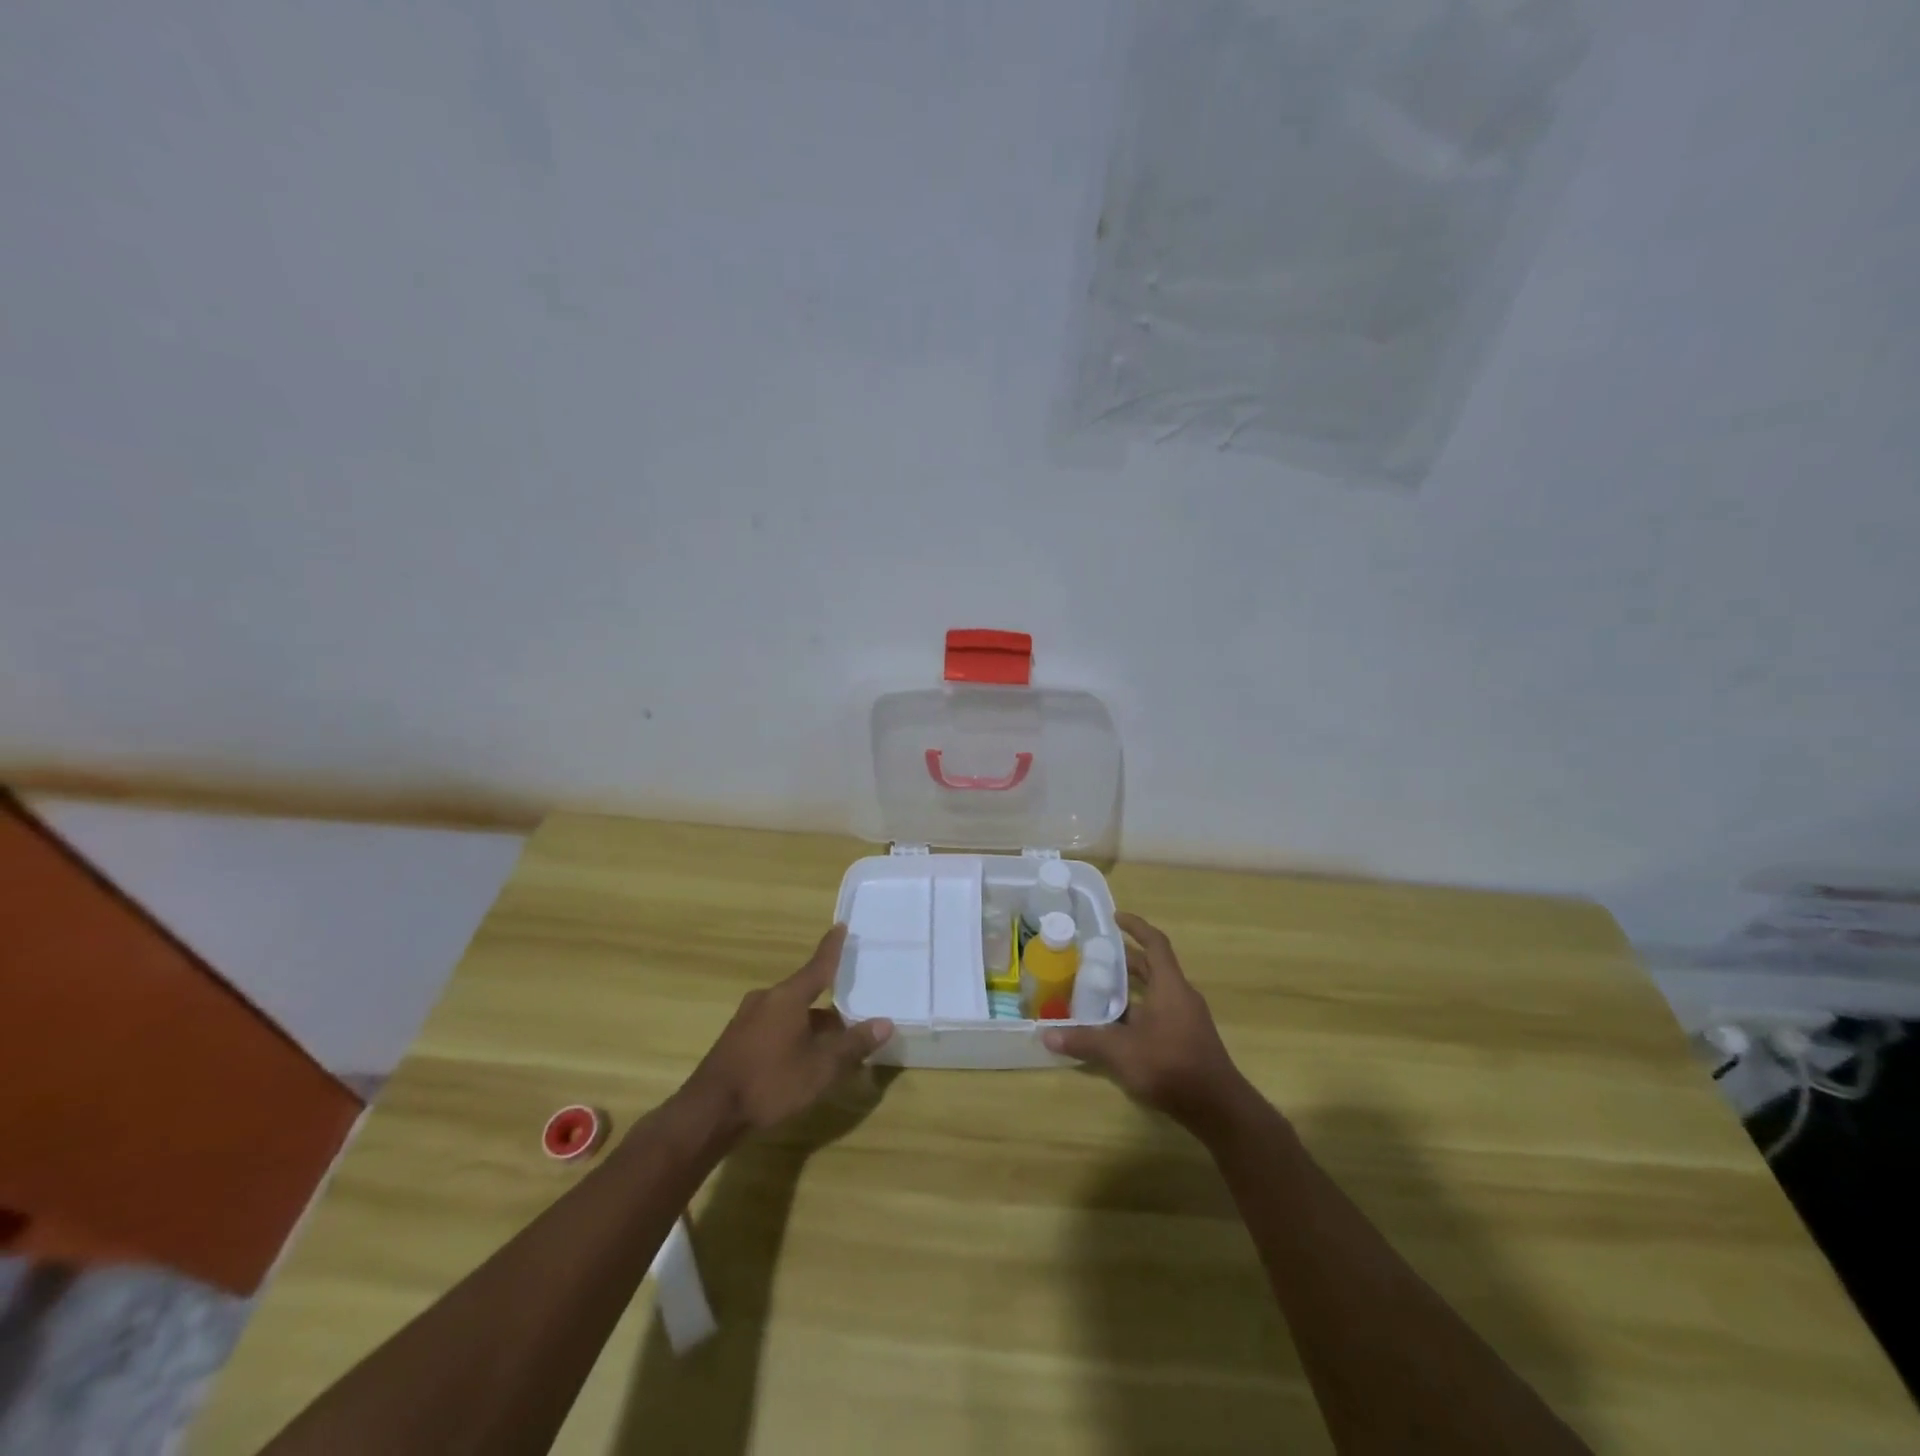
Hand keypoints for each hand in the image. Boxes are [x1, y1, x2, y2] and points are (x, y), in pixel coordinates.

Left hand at [680, 925, 893, 1139]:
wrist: (708, 1113)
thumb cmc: (770, 1082)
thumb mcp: (821, 1067)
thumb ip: (853, 1044)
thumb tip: (885, 1023)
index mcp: (787, 997)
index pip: (818, 965)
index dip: (832, 948)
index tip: (841, 927)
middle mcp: (766, 1000)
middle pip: (804, 993)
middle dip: (828, 1003)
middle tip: (852, 1011)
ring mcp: (747, 1020)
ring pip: (789, 1013)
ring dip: (810, 1023)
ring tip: (832, 1043)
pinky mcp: (736, 1041)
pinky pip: (773, 1027)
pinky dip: (792, 1034)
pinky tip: (801, 1057)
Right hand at [1042, 913, 1251, 1134]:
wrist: (1217, 1108)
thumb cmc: (1170, 1065)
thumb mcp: (1121, 1051)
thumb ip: (1084, 1040)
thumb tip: (1046, 1035)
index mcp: (1170, 986)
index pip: (1155, 943)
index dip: (1136, 927)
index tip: (1115, 918)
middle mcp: (1180, 996)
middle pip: (1153, 967)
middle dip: (1125, 959)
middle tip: (1095, 957)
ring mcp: (1187, 1018)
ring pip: (1156, 991)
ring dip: (1131, 987)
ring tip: (1099, 988)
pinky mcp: (1187, 1039)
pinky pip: (1159, 1011)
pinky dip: (1138, 1009)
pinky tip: (1116, 1026)